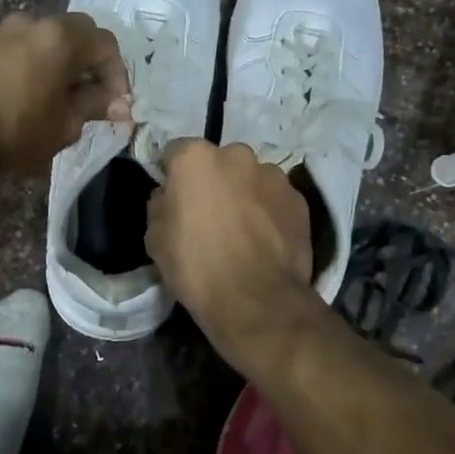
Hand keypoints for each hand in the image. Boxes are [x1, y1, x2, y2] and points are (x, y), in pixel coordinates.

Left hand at [0, 13, 130, 174]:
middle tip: (85, 94)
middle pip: (71, 32)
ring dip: (49, 60)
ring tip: (45, 93)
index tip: (115, 103)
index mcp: (59, 37)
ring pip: (36, 38)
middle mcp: (28, 22)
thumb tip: (119, 103)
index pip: (104, 43)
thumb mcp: (66, 125)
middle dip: (85, 61)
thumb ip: (95, 105)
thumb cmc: (17, 134)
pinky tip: (10, 93)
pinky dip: (17, 64)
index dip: (117, 73)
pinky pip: (5, 48)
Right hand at [146, 141, 319, 365]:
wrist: (256, 302)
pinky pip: (275, 199)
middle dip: (214, 181)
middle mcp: (237, 155)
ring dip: (244, 194)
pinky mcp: (299, 200)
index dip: (173, 175)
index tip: (174, 198)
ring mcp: (273, 175)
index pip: (176, 152)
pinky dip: (269, 212)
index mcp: (196, 158)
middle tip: (210, 215)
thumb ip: (161, 205)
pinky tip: (264, 240)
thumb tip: (169, 196)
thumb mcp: (155, 238)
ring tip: (242, 230)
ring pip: (251, 179)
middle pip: (219, 162)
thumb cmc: (196, 266)